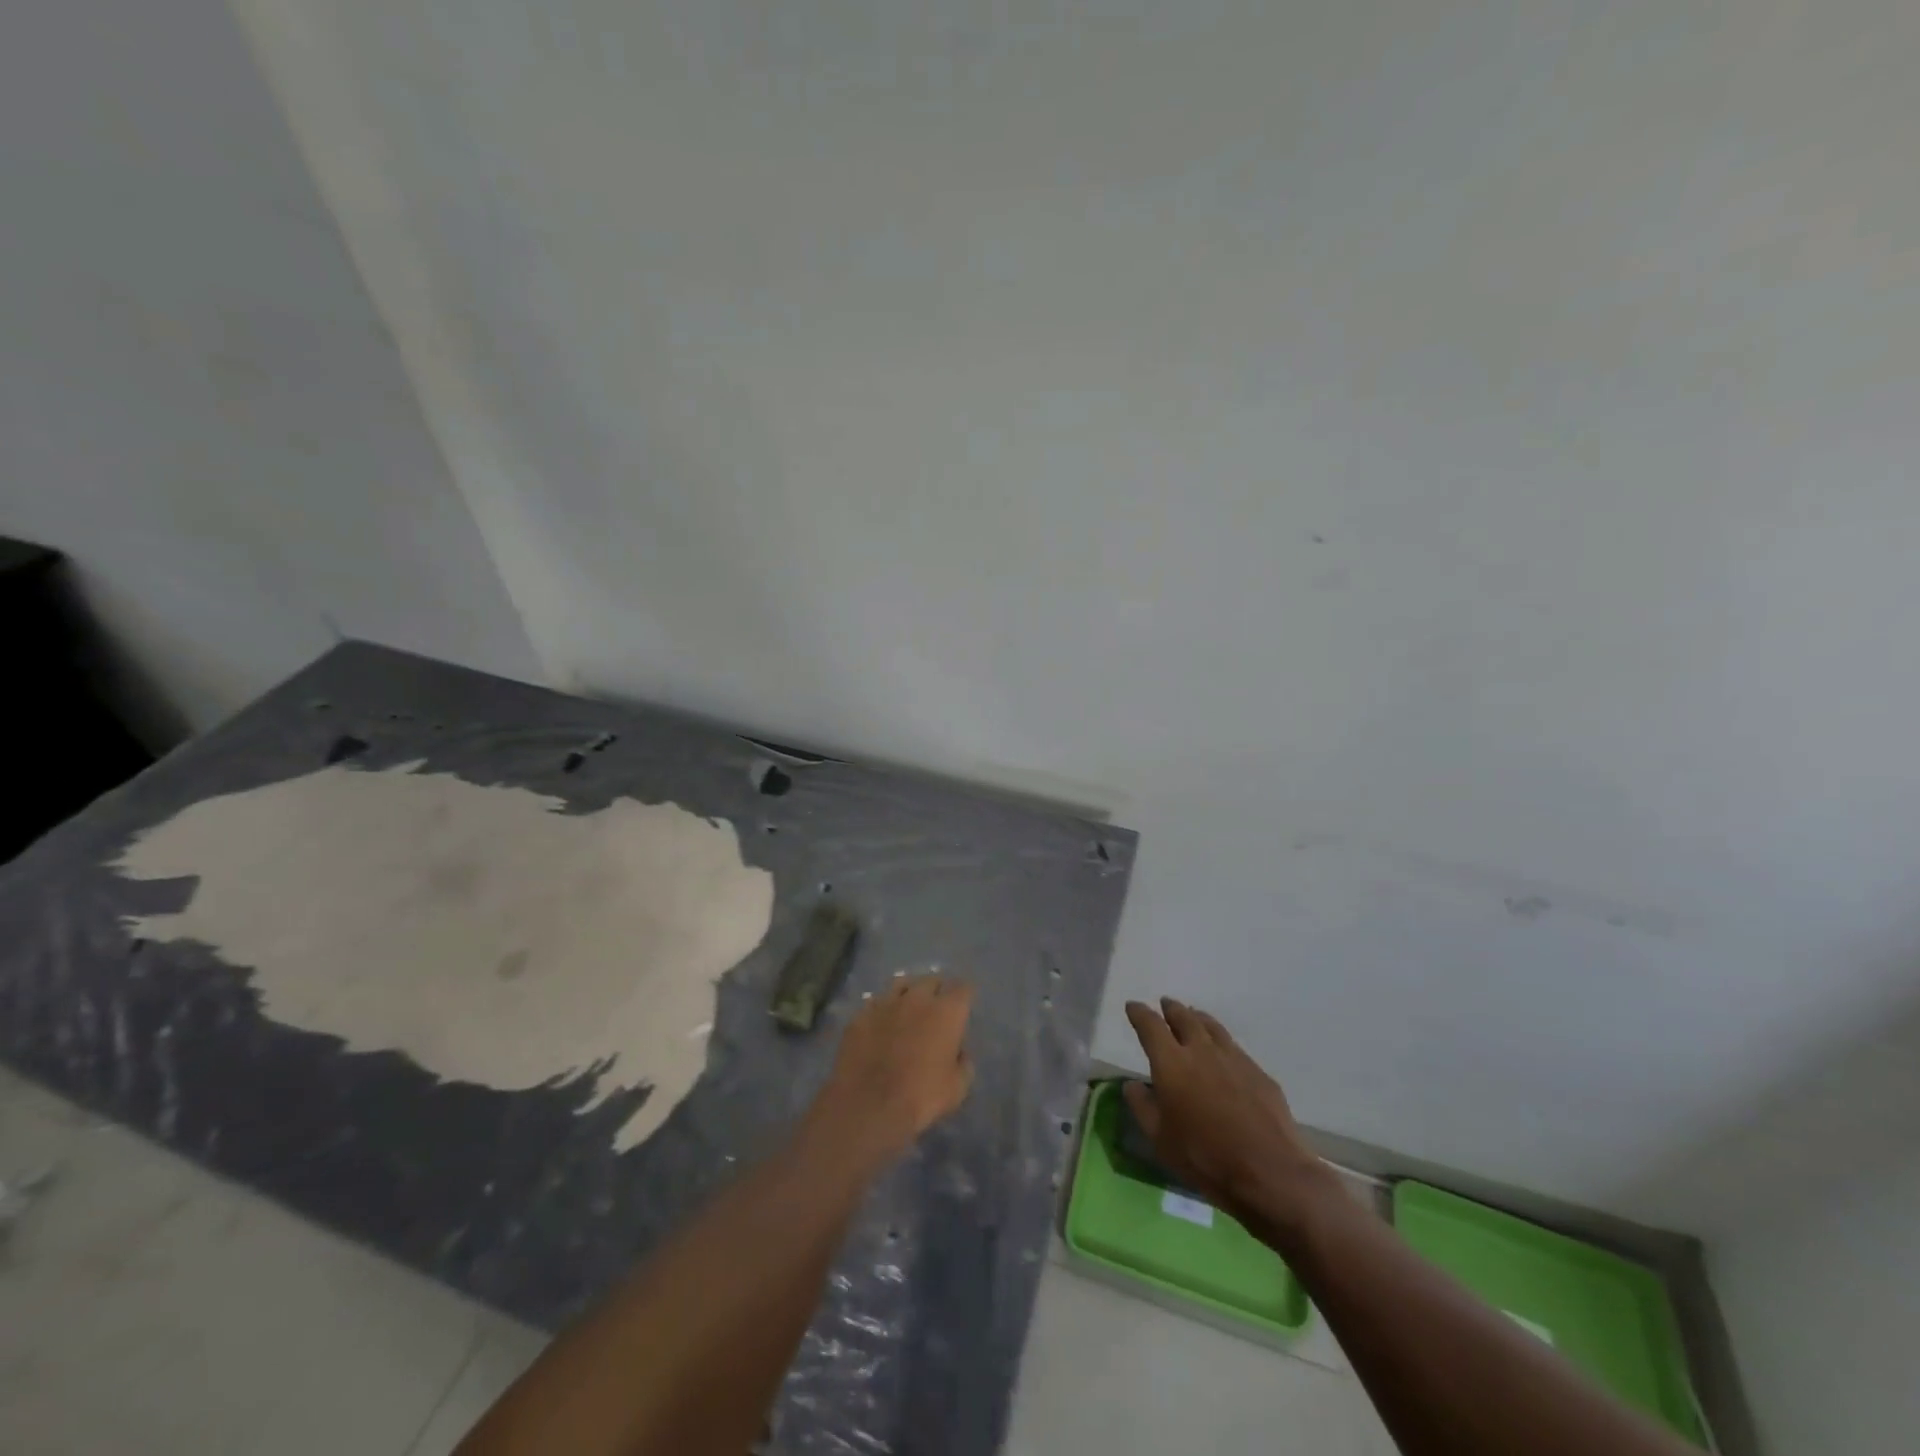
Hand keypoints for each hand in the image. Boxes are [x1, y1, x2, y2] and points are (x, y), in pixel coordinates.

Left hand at [809, 974, 974, 1162]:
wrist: (868, 1106)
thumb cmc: (921, 1097)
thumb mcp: (957, 1088)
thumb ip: (964, 1063)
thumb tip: (959, 1051)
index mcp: (946, 1011)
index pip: (963, 988)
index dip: (964, 996)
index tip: (963, 1007)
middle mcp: (917, 998)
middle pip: (932, 979)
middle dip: (937, 990)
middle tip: (937, 1007)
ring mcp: (886, 1002)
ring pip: (901, 983)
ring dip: (909, 992)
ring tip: (908, 1006)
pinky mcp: (861, 1014)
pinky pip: (876, 1002)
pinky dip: (882, 1009)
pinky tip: (881, 1022)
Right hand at [1123, 997, 1323, 1219]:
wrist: (1270, 1172)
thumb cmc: (1205, 1157)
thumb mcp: (1160, 1140)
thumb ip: (1142, 1107)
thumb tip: (1132, 1084)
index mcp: (1171, 1063)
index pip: (1150, 1026)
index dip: (1140, 1013)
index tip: (1133, 1006)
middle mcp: (1202, 1050)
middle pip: (1184, 1017)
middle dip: (1171, 1009)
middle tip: (1165, 1004)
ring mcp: (1234, 1058)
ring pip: (1212, 1027)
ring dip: (1198, 1018)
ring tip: (1193, 1016)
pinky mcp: (1259, 1072)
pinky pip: (1234, 1047)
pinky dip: (1221, 1042)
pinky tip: (1224, 1054)